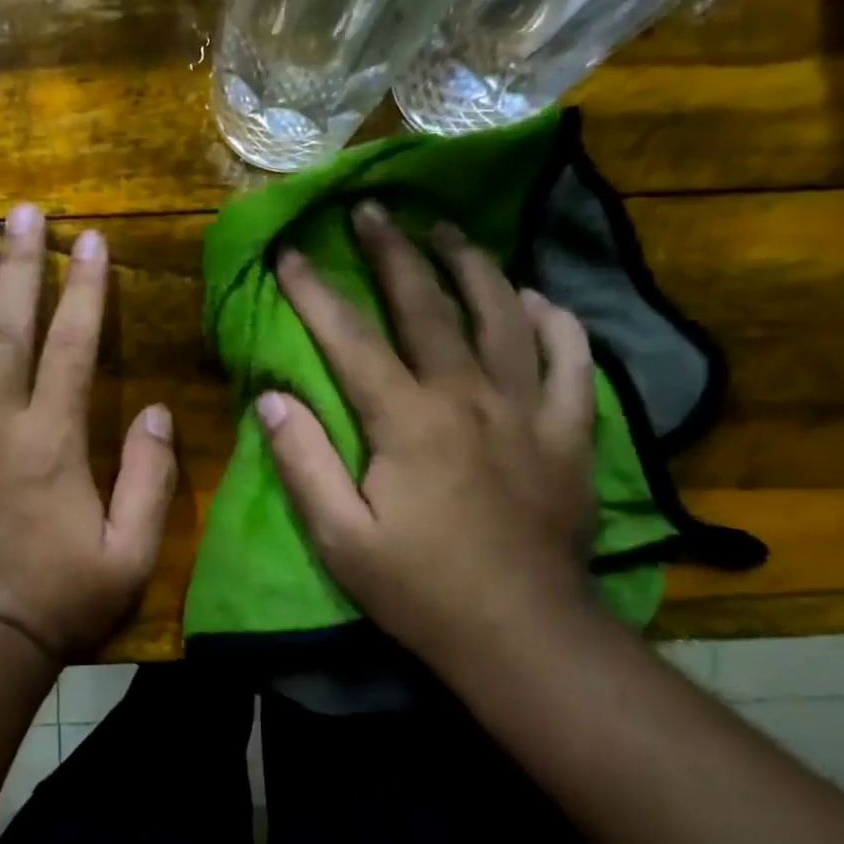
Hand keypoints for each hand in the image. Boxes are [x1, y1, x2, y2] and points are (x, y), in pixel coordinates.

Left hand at [0, 204, 177, 665]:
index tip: (89, 241)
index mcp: (51, 443)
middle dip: (18, 266)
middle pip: (5, 330)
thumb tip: (158, 414)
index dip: (83, 291)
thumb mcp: (129, 555)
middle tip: (22, 211)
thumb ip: (149, 481)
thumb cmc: (57, 602)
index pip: (71, 348)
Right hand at [258, 201, 596, 671]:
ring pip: (502, 315)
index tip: (291, 252)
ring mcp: (528, 409)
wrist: (522, 635)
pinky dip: (554, 322)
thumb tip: (272, 397)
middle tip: (374, 208)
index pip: (350, 338)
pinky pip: (571, 360)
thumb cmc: (420, 590)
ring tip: (448, 230)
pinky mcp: (570, 432)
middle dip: (393, 252)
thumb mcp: (341, 538)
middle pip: (427, 306)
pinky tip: (536, 299)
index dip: (316, 291)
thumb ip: (303, 462)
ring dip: (472, 265)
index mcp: (407, 420)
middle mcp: (468, 395)